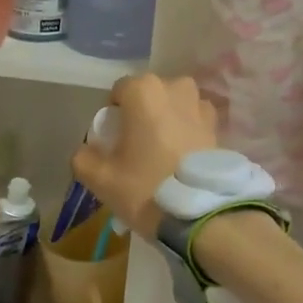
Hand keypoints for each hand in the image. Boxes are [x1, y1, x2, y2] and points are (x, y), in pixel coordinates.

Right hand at [71, 75, 218, 239]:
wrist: (201, 215)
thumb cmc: (145, 187)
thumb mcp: (99, 178)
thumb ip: (83, 157)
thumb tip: (87, 151)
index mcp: (144, 91)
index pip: (118, 93)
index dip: (112, 117)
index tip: (112, 144)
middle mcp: (176, 87)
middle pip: (148, 97)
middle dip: (140, 116)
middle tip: (135, 149)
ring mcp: (202, 105)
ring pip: (173, 108)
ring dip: (165, 123)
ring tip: (161, 155)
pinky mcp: (219, 127)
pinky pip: (193, 123)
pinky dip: (185, 135)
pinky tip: (181, 162)